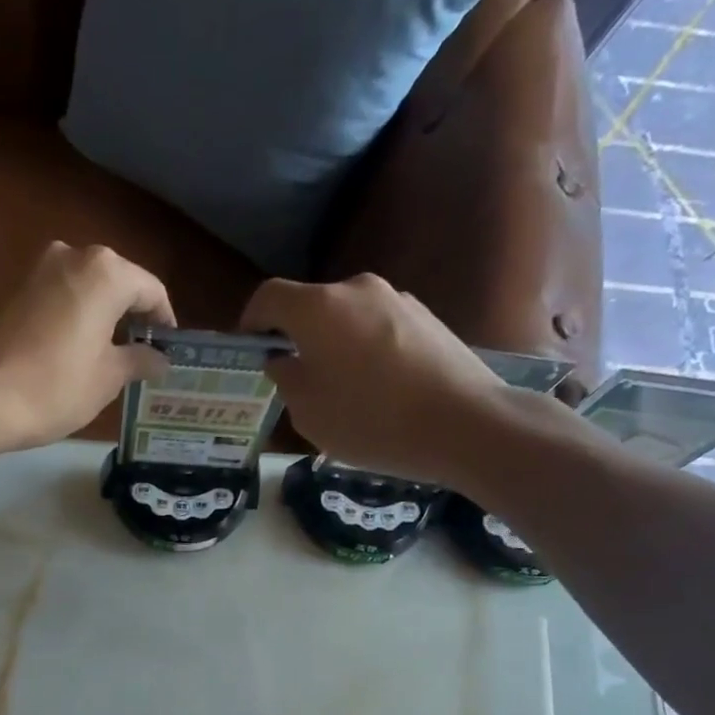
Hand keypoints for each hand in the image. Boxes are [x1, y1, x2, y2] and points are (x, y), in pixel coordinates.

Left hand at [0, 243, 172, 450]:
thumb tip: (160, 359)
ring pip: (87, 286)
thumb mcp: (110, 377)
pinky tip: (79, 346)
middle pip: (118, 281)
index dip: (164, 320)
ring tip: (112, 350)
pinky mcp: (18, 288)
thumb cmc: (60, 385)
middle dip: (132, 314)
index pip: (150, 290)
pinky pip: (61, 295)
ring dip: (103, 313)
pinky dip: (76, 314)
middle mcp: (74, 256)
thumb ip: (140, 359)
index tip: (168, 348)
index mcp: (106, 272)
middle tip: (143, 350)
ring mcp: (41, 269)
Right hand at [240, 274, 520, 489]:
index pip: (268, 297)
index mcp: (318, 308)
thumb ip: (286, 379)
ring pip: (347, 318)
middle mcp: (356, 290)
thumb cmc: (371, 421)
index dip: (251, 321)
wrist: (465, 424)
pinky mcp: (427, 317)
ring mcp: (397, 299)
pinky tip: (379, 390)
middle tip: (295, 379)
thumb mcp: (308, 413)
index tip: (250, 350)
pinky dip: (366, 351)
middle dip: (296, 337)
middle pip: (311, 306)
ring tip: (342, 390)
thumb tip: (284, 360)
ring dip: (334, 345)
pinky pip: (379, 328)